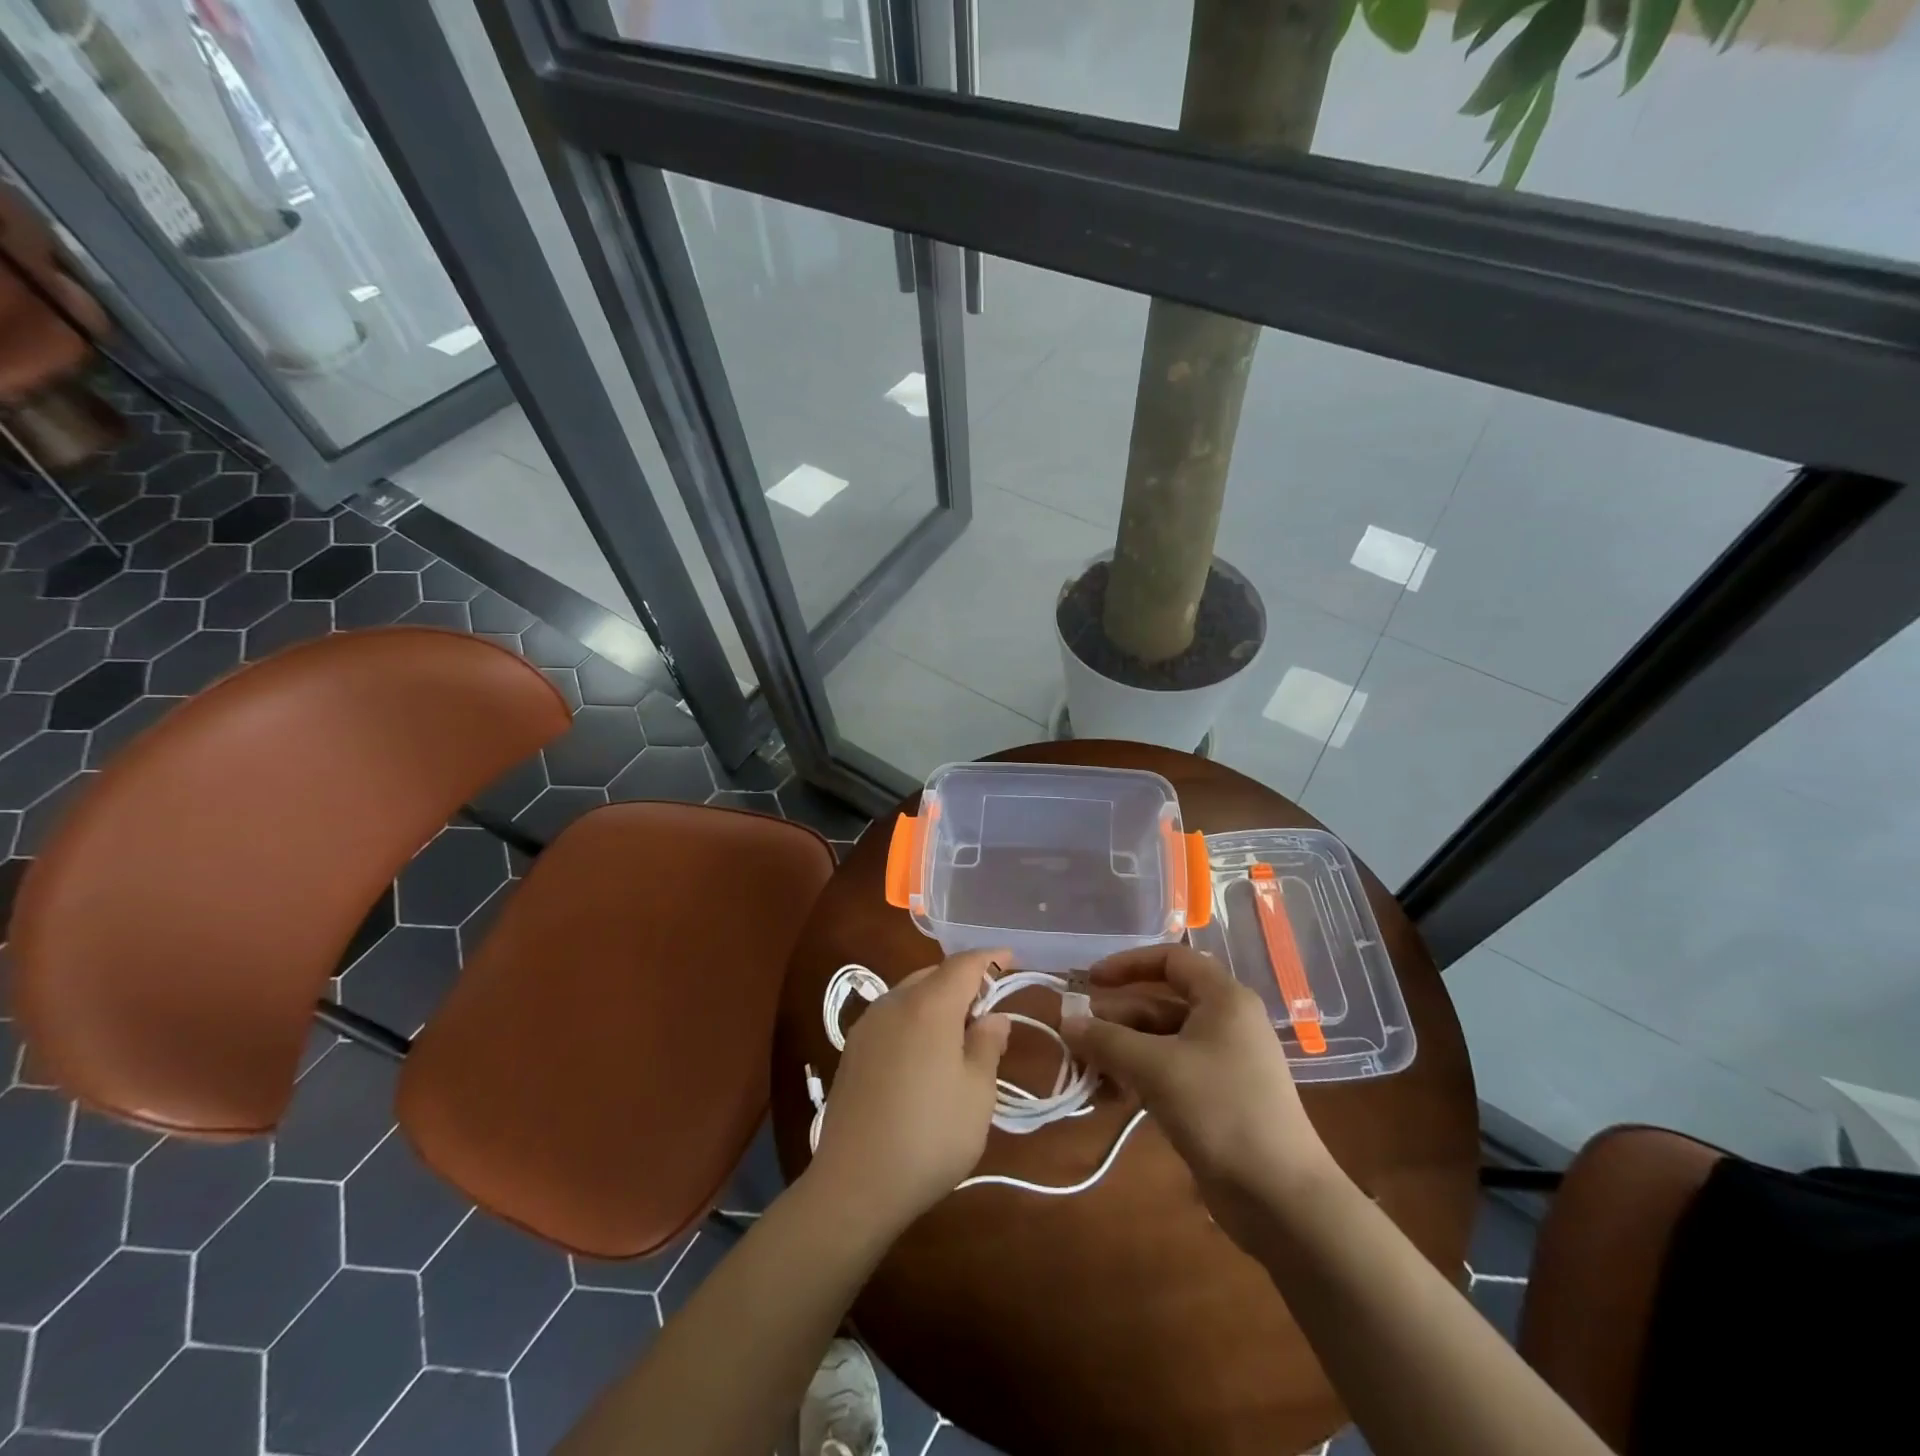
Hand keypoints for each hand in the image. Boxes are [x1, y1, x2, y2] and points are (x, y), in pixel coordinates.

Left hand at [806, 949, 1011, 1233]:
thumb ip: (987, 1045)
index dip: (991, 958)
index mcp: (929, 1005)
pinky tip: (925, 1049)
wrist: (856, 1183)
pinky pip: (892, 1015)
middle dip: (964, 979)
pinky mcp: (853, 1049)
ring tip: (960, 1028)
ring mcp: (868, 1025)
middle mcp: (894, 1002)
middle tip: (989, 1004)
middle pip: (934, 974)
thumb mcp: (977, 1093)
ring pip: (910, 993)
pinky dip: (916, 1017)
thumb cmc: (930, 1135)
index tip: (1011, 959)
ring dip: (938, 998)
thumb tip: (993, 1017)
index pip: (964, 964)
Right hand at [1061, 944, 1335, 1247]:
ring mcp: (1220, 1062)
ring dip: (1120, 1053)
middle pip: (1158, 1004)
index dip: (1128, 965)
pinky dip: (1137, 1078)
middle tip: (1074, 1038)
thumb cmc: (1221, 1111)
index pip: (1171, 959)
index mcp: (1222, 999)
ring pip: (1159, 1042)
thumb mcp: (1156, 1068)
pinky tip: (1108, 1097)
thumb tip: (1066, 1022)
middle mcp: (1223, 1022)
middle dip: (1114, 1020)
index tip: (1090, 982)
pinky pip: (1167, 1073)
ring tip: (1084, 1073)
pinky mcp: (1215, 1098)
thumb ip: (1107, 1041)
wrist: (1281, 1199)